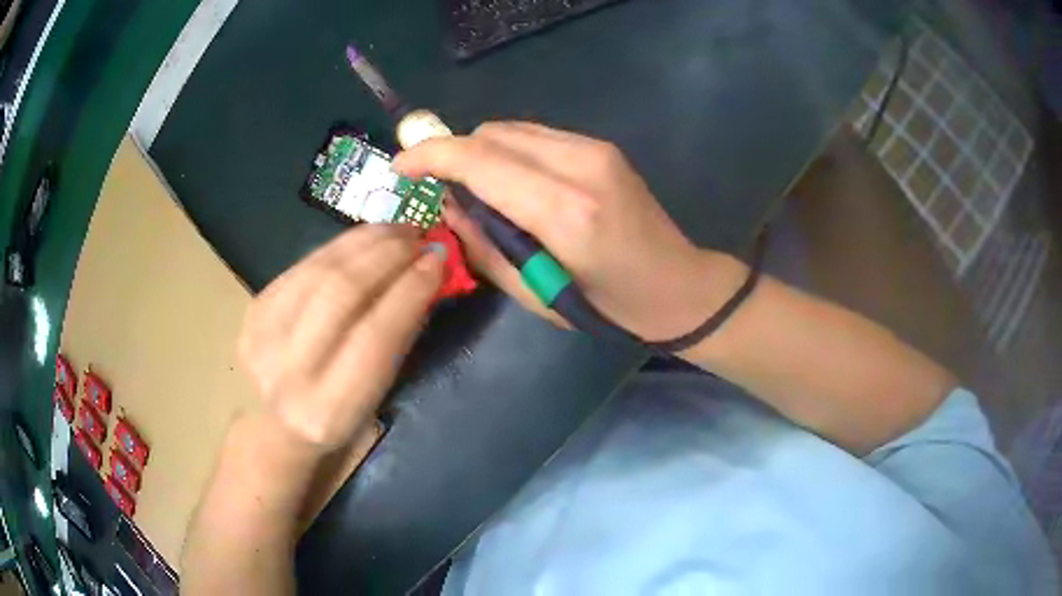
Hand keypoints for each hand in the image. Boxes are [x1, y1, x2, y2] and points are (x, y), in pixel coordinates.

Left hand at [237, 225, 442, 451]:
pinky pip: (302, 264)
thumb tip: (424, 276)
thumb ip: (397, 341)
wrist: (277, 425)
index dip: (410, 291)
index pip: (375, 337)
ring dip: (364, 241)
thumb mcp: (376, 398)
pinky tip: (364, 238)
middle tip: (418, 236)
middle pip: (341, 293)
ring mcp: (263, 336)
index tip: (438, 259)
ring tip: (396, 230)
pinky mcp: (254, 309)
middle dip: (387, 255)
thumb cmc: (338, 419)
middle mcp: (289, 373)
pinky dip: (339, 246)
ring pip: (319, 269)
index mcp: (328, 410)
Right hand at [394, 122, 742, 341]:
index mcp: (565, 212)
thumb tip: (446, 204)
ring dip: (481, 152)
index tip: (400, 168)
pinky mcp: (602, 146)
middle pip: (492, 134)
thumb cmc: (606, 307)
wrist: (677, 287)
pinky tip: (513, 183)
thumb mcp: (534, 294)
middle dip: (453, 154)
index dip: (430, 156)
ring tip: (477, 190)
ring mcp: (596, 150)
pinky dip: (509, 152)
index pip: (479, 160)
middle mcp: (580, 166)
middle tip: (439, 188)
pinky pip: (536, 136)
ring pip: (512, 129)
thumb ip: (483, 244)